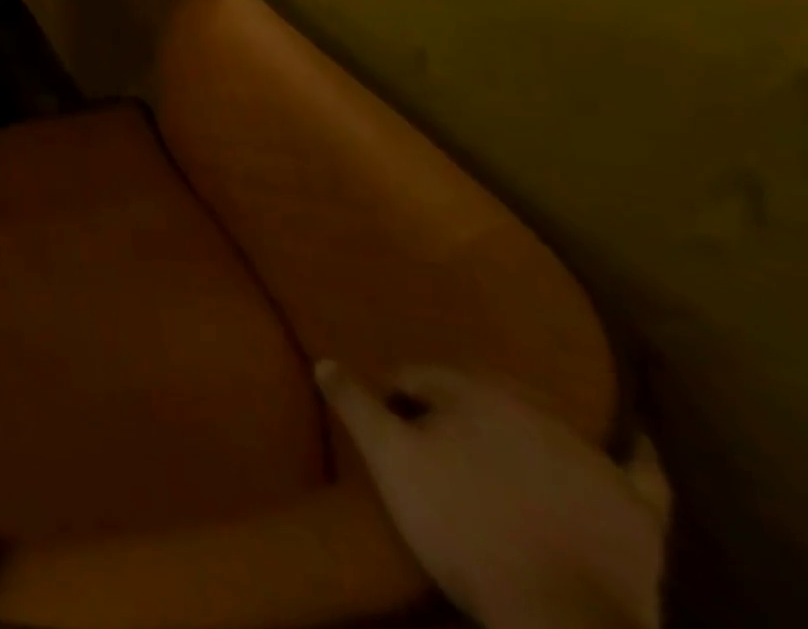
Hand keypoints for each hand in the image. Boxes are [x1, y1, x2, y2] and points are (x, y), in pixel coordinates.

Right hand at [316, 361, 664, 628]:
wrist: (559, 617)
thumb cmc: (460, 524)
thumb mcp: (389, 458)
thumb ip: (355, 402)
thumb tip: (324, 360)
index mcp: (472, 391)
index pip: (417, 376)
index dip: (395, 398)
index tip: (386, 427)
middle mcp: (533, 408)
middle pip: (480, 393)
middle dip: (455, 408)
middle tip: (434, 442)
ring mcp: (592, 458)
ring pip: (545, 423)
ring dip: (520, 428)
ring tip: (499, 454)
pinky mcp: (637, 508)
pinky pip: (639, 470)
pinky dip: (631, 453)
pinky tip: (632, 442)